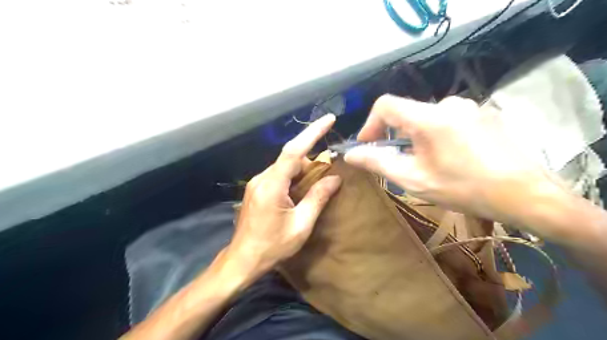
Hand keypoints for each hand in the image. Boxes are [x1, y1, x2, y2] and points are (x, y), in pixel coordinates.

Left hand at [226, 115, 340, 278]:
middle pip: (290, 158)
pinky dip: (292, 177)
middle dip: (311, 162)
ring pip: (284, 166)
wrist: (243, 260)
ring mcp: (256, 183)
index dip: (312, 133)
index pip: (294, 151)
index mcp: (272, 185)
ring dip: (302, 171)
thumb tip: (335, 179)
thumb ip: (318, 198)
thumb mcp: (301, 225)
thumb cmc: (273, 246)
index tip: (329, 119)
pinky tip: (298, 192)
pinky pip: (278, 175)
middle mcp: (262, 178)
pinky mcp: (256, 188)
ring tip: (313, 189)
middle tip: (326, 176)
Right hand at [344, 95, 561, 226]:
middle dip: (395, 136)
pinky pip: (449, 120)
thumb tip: (350, 154)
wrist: (526, 194)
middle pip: (407, 112)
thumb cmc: (464, 188)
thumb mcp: (414, 179)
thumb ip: (378, 163)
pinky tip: (452, 157)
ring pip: (428, 117)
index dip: (370, 123)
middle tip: (399, 162)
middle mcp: (449, 104)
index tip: (368, 145)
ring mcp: (470, 107)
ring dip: (418, 137)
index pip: (385, 105)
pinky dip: (438, 135)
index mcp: (429, 117)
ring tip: (428, 163)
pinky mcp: (484, 114)